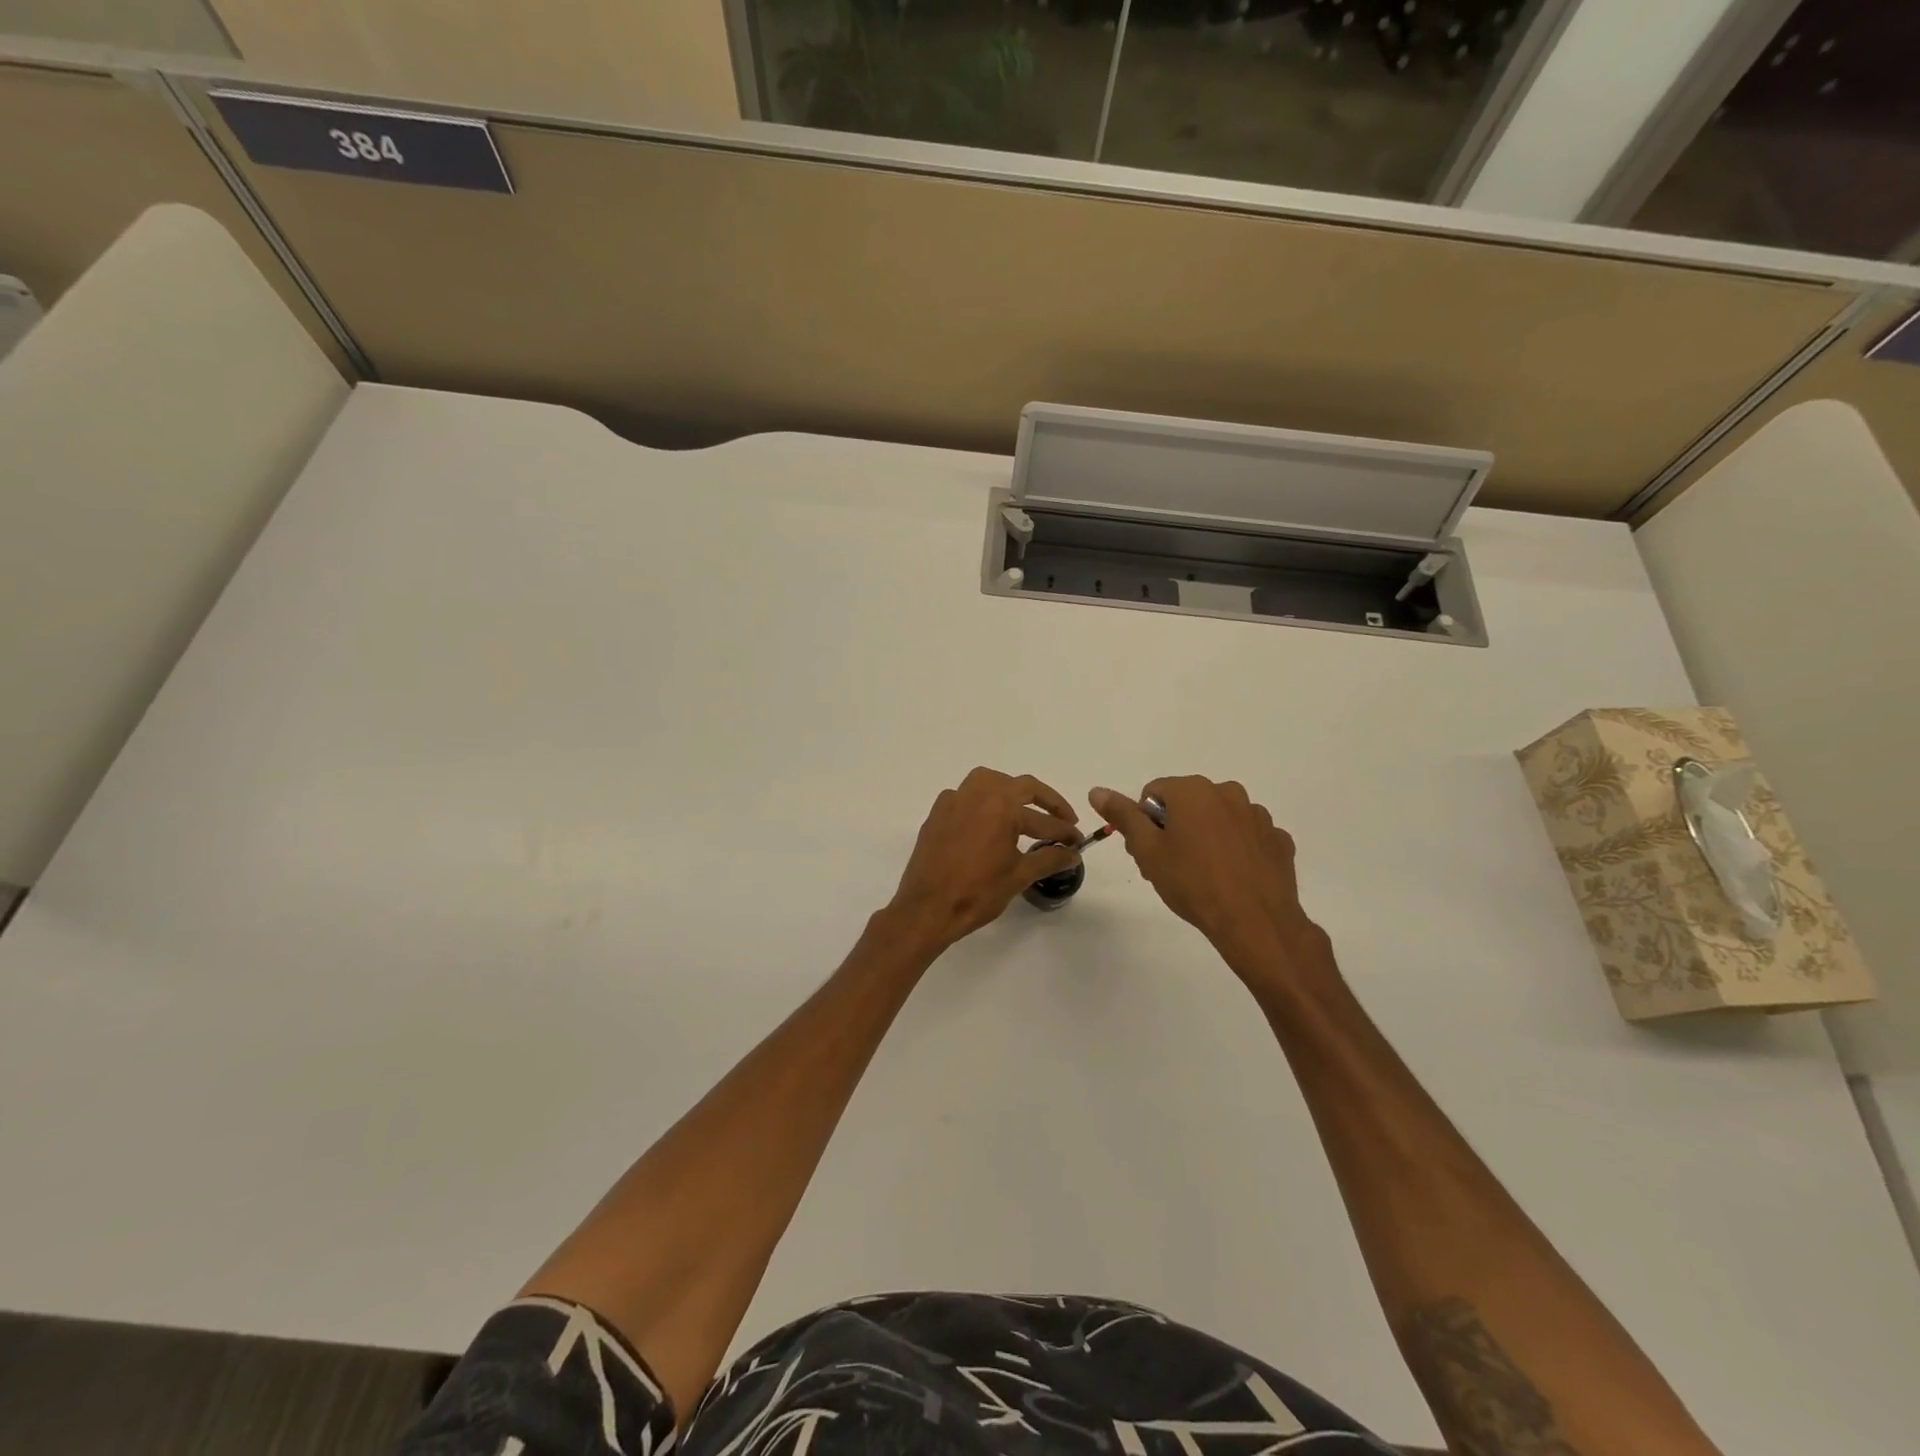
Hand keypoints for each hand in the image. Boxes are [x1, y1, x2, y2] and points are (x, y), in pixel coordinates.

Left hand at [886, 768, 1081, 953]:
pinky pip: (965, 797)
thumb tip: (1073, 853)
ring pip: (988, 782)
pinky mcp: (937, 813)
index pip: (1043, 818)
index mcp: (1001, 806)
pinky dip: (982, 802)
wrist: (927, 909)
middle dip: (1045, 802)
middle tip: (1062, 819)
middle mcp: (977, 794)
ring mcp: (953, 801)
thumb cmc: (977, 892)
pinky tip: (987, 823)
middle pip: (1020, 786)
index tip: (1078, 841)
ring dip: (1011, 792)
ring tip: (1024, 813)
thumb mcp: (1019, 876)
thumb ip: (1049, 859)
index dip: (1065, 831)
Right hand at [1090, 777, 1330, 980]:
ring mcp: (1258, 816)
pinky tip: (1233, 878)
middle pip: (1187, 804)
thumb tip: (1097, 791)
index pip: (1153, 793)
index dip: (1145, 823)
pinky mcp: (1278, 840)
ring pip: (1219, 819)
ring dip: (1207, 837)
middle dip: (1174, 829)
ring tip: (1204, 876)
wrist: (1254, 922)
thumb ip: (1123, 816)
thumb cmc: (1192, 882)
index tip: (1149, 853)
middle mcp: (1228, 792)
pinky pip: (1247, 837)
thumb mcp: (1147, 851)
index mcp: (1193, 790)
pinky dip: (1237, 851)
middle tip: (1171, 867)